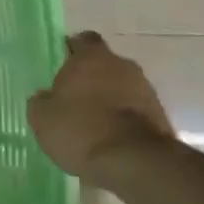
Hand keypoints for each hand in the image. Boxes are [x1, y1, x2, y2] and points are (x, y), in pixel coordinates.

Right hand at [27, 32, 175, 179]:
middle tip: (76, 99)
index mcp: (91, 56)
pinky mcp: (161, 116)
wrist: (136, 163)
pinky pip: (136, 111)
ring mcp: (146, 90)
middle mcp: (121, 65)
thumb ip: (42, 101)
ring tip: (95, 125)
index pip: (82, 40)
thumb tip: (45, 97)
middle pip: (105, 64)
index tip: (63, 66)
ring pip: (123, 88)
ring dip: (111, 100)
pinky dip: (126, 121)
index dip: (72, 50)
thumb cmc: (82, 130)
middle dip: (93, 78)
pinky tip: (112, 141)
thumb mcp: (43, 118)